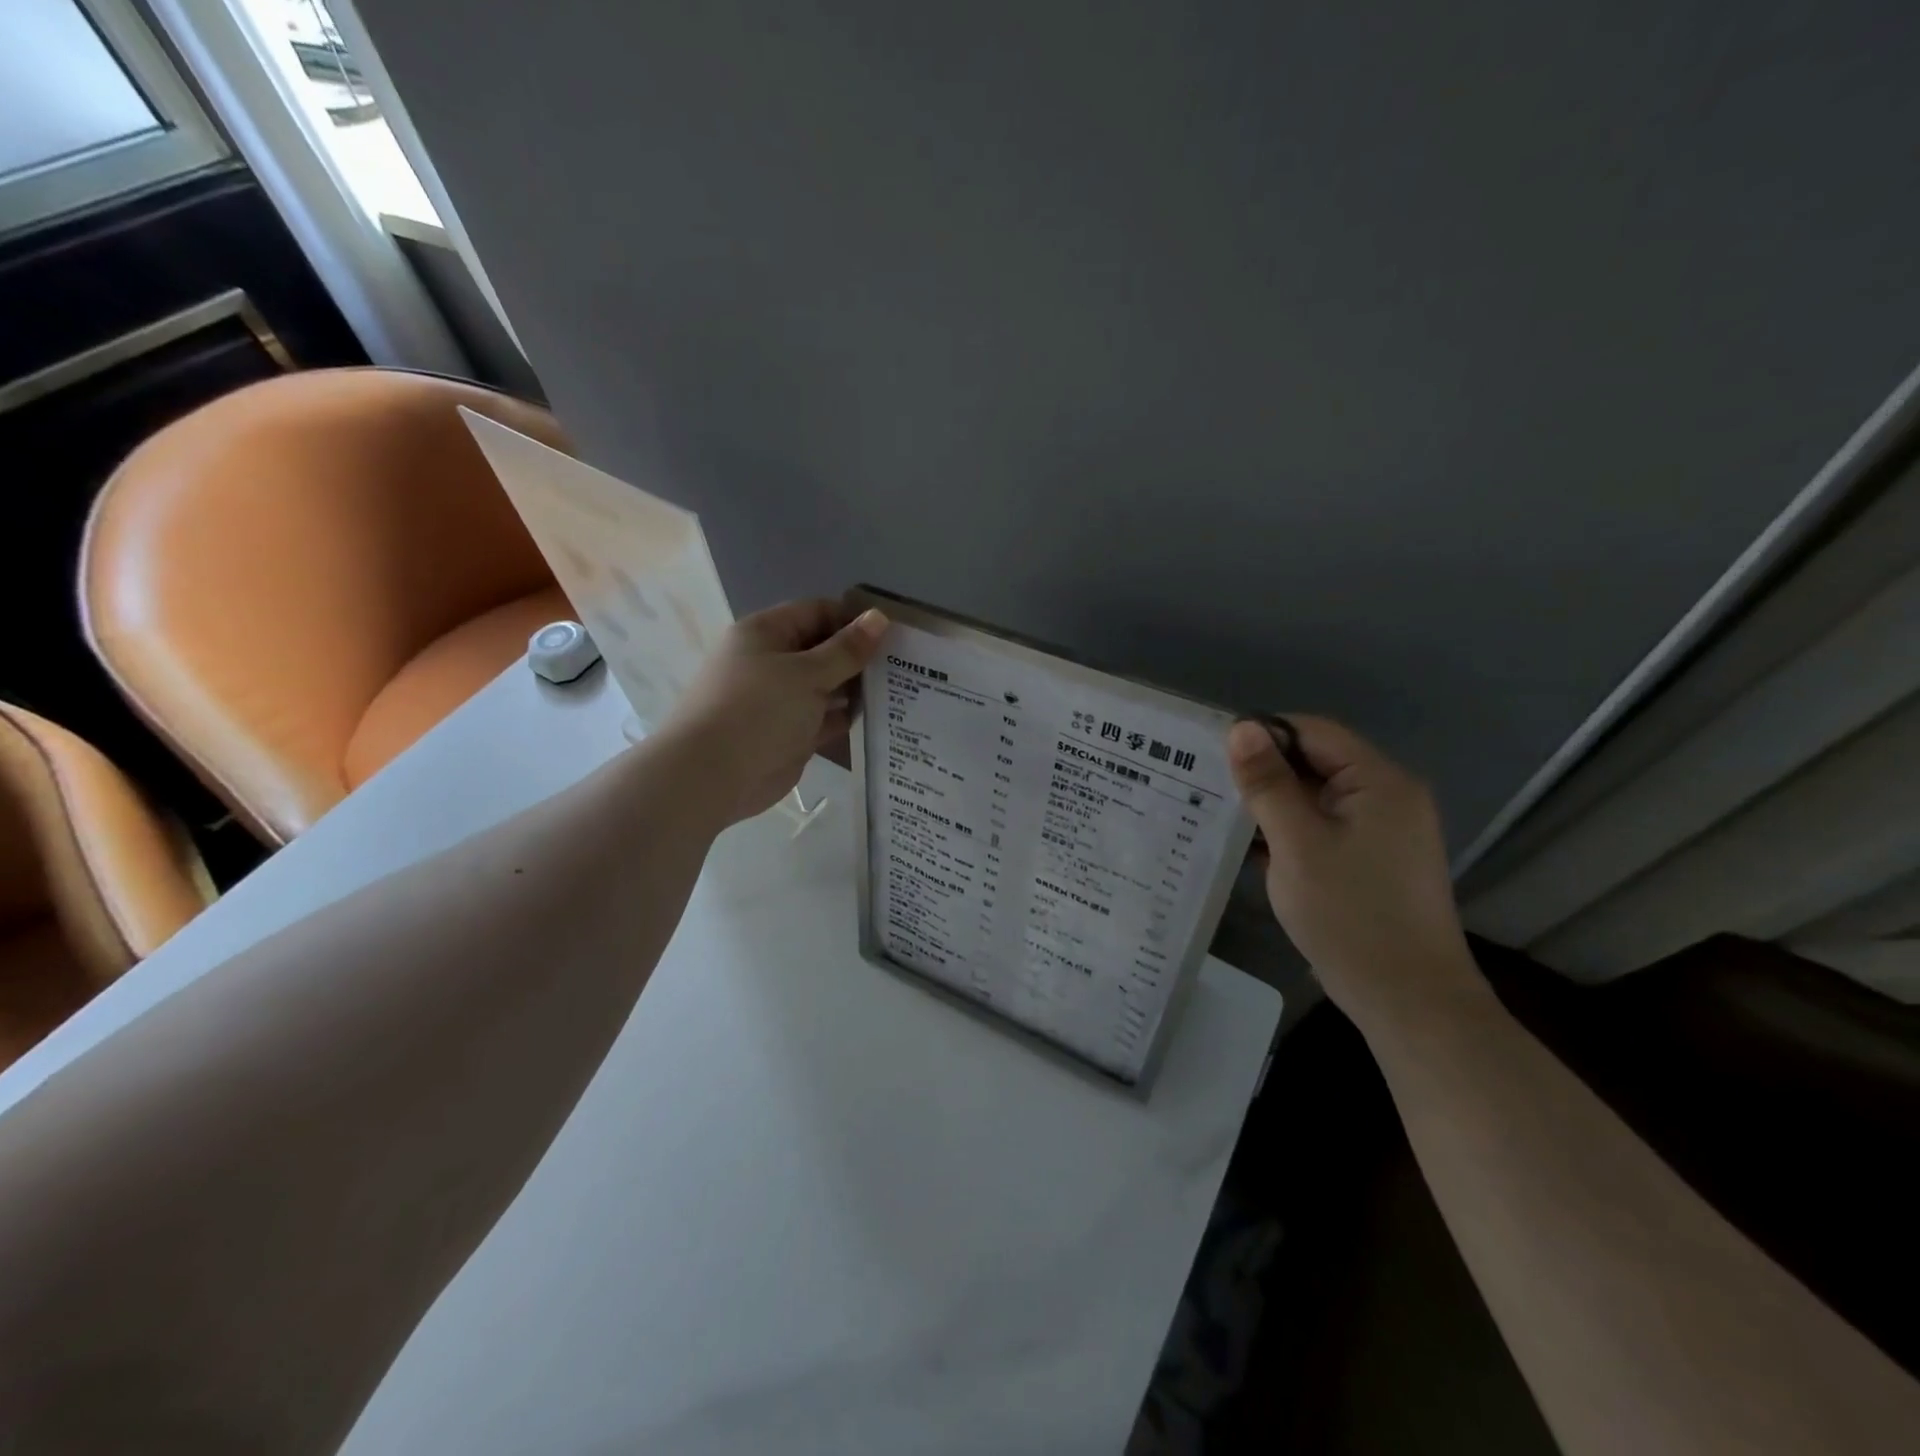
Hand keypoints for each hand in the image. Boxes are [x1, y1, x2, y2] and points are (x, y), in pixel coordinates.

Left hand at [658, 598, 888, 826]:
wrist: (712, 776)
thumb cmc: (758, 710)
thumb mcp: (807, 673)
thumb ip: (846, 649)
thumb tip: (880, 617)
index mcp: (766, 633)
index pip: (817, 612)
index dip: (854, 619)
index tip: (893, 633)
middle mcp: (771, 662)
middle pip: (823, 649)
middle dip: (859, 656)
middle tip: (906, 663)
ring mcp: (780, 700)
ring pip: (826, 686)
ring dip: (856, 688)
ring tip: (902, 688)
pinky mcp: (789, 733)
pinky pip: (824, 718)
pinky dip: (847, 717)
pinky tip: (882, 718)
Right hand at [1225, 715, 1481, 1028]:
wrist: (1407, 1000)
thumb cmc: (1350, 914)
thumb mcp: (1297, 843)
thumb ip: (1268, 783)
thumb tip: (1242, 728)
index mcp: (1379, 781)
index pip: (1314, 732)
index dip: (1264, 735)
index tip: (1214, 755)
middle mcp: (1388, 797)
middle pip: (1316, 762)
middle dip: (1265, 773)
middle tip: (1208, 786)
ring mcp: (1383, 832)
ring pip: (1316, 798)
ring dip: (1273, 805)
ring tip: (1221, 816)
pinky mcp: (1372, 861)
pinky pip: (1324, 828)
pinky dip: (1290, 832)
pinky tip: (1251, 848)